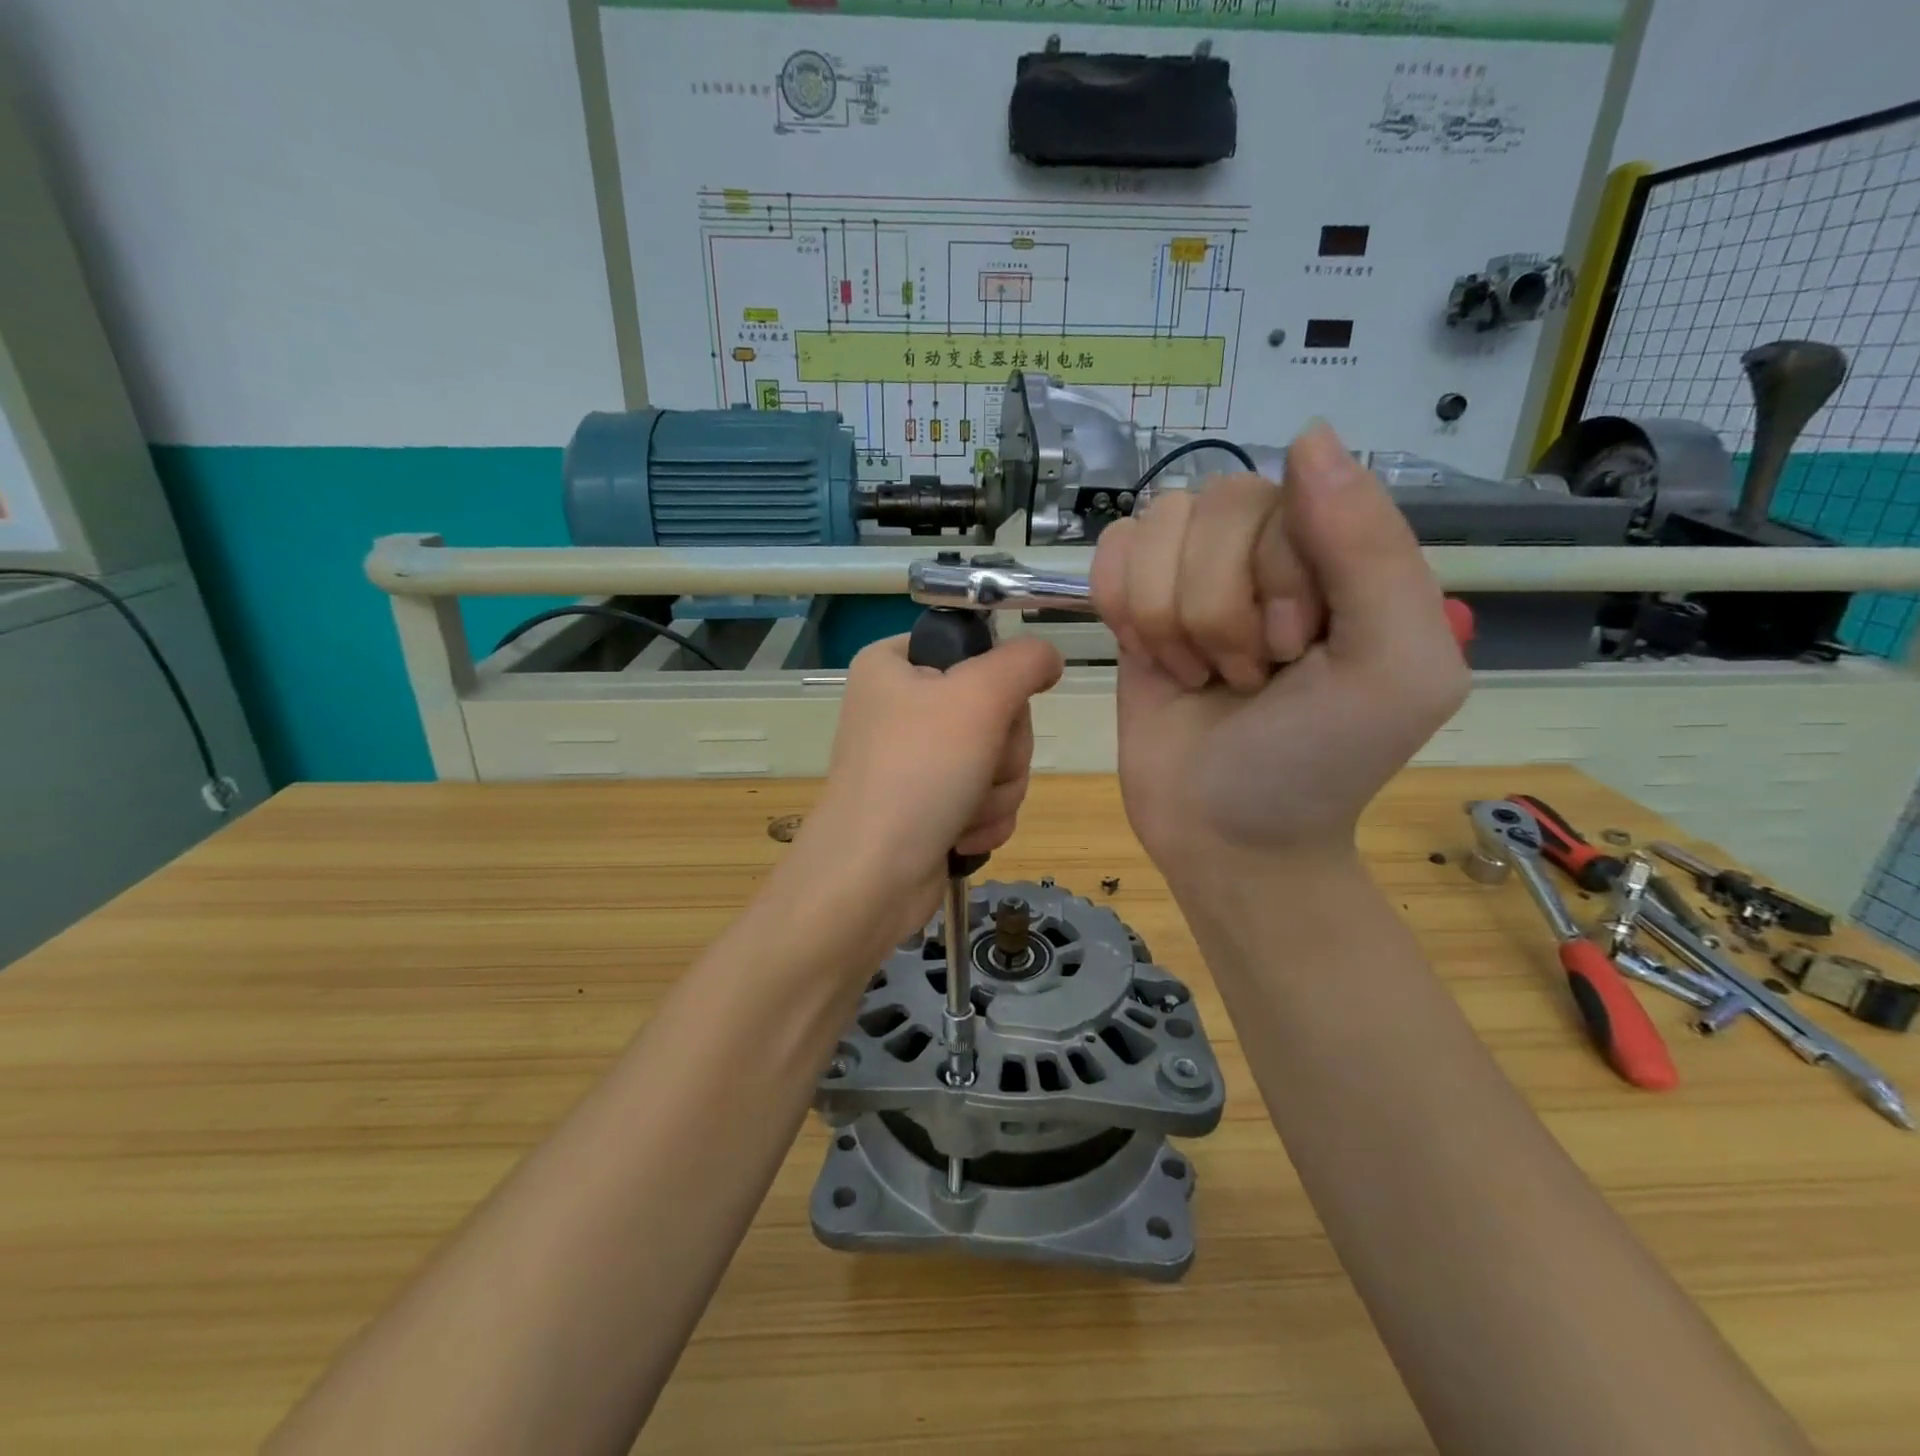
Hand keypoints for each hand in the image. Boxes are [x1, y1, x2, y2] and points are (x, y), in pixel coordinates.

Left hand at [795, 632, 1063, 931]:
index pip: (972, 647)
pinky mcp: (929, 805)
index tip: (994, 707)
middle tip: (977, 767)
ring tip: (965, 810)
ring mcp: (915, 760)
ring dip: (996, 790)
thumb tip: (1047, 658)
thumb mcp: (979, 696)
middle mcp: (902, 707)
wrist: (873, 877)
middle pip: (996, 710)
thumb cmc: (919, 771)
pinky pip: (986, 798)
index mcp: (894, 665)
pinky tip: (961, 836)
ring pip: (999, 759)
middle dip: (1002, 751)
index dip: (996, 680)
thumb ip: (1024, 662)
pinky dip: (984, 819)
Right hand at [1090, 420, 1467, 879]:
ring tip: (1200, 675)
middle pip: (1215, 505)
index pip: (1288, 494)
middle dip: (1220, 611)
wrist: (1226, 834)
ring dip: (1169, 619)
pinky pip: (1112, 551)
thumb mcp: (1391, 669)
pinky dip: (1122, 608)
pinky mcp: (1137, 602)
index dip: (1276, 577)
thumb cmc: (1317, 763)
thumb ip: (1372, 550)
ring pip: (1155, 527)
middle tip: (1246, 676)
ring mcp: (1195, 572)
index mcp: (1344, 550)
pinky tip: (1151, 657)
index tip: (1295, 655)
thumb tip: (1308, 435)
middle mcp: (1269, 547)